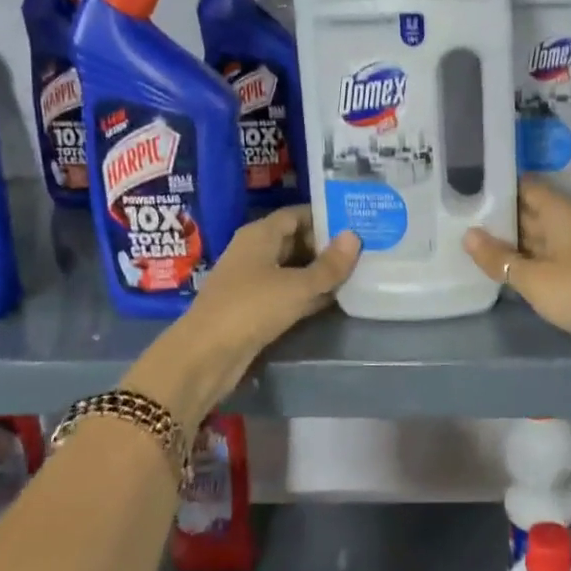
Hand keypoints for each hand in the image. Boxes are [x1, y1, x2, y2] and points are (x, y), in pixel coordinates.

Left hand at [126, 207, 359, 421]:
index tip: (357, 222)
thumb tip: (355, 236)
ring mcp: (253, 281)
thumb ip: (329, 265)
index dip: (326, 217)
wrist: (205, 356)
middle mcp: (255, 252)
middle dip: (327, 245)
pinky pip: (288, 292)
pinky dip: (309, 293)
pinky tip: (337, 298)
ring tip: (358, 271)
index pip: (297, 214)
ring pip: (294, 268)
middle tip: (365, 248)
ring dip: (320, 272)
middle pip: (296, 240)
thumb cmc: (251, 308)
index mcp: (260, 235)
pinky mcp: (255, 308)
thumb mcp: (297, 286)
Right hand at [463, 177, 570, 380]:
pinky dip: (522, 261)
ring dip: (509, 240)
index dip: (500, 184)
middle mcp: (567, 226)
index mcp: (560, 214)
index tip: (469, 186)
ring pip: (535, 237)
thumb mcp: (532, 277)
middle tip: (460, 213)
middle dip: (500, 214)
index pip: (527, 187)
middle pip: (530, 211)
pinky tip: (499, 268)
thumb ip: (498, 257)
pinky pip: (542, 260)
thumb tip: (468, 234)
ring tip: (470, 239)